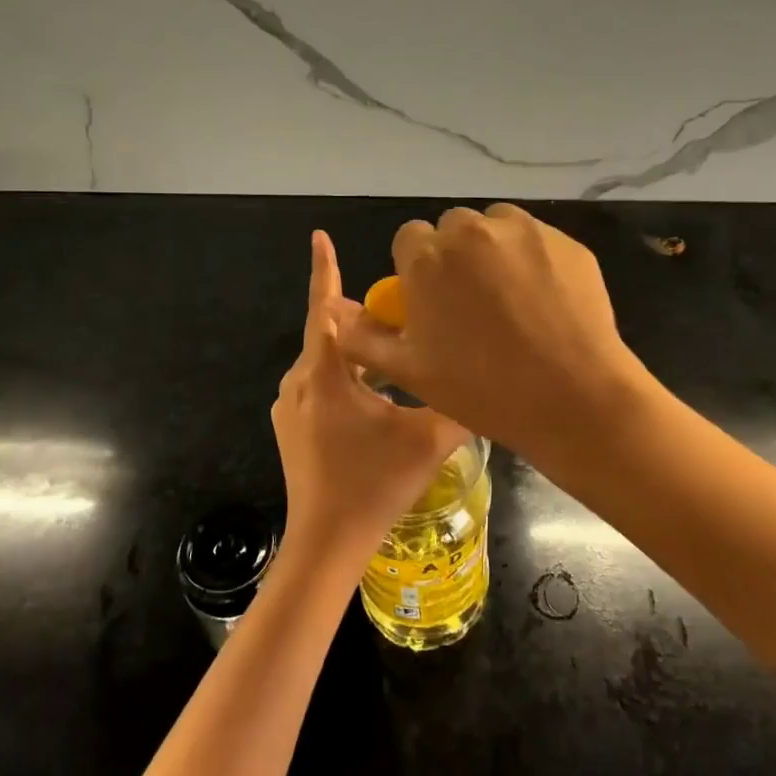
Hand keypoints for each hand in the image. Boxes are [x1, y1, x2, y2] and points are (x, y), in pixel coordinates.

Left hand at [272, 231, 469, 572]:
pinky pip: (318, 385)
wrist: (326, 540)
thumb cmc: (375, 482)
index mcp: (326, 373)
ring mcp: (289, 406)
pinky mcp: (290, 427)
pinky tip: (371, 394)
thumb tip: (485, 381)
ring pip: (324, 362)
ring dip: (354, 352)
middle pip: (328, 334)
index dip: (325, 269)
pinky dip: (343, 377)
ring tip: (389, 351)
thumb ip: (457, 403)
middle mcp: (300, 381)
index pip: (325, 309)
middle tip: (393, 309)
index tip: (320, 236)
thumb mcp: (428, 438)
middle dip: (357, 317)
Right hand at [334, 204, 650, 466]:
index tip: (435, 300)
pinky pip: (538, 241)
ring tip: (512, 300)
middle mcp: (472, 230)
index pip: (410, 240)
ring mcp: (524, 231)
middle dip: (456, 257)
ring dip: (495, 252)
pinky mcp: (566, 240)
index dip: (419, 269)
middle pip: (453, 230)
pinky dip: (535, 260)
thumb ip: (363, 337)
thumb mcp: (409, 371)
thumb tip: (337, 312)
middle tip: (474, 303)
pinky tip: (546, 302)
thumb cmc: (482, 389)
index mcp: (427, 257)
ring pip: (496, 228)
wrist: (573, 397)